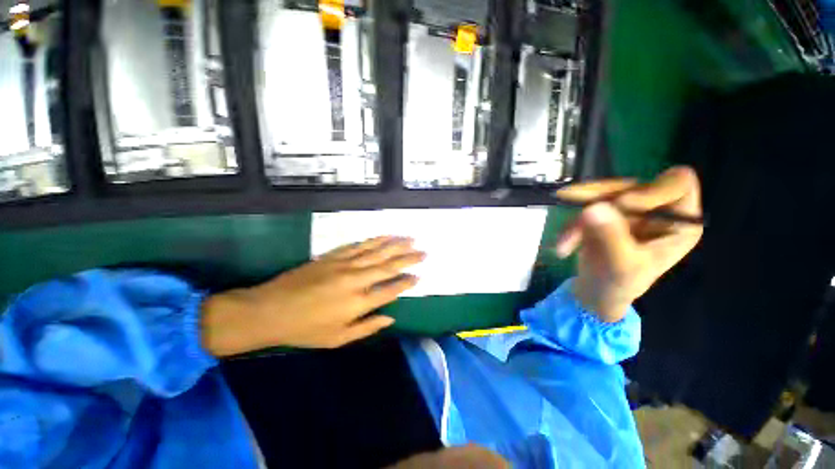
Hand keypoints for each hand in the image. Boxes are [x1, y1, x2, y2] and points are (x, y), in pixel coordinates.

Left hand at [201, 236, 424, 355]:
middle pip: (388, 266)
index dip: (406, 282)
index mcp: (358, 303)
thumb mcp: (338, 339)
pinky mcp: (334, 256)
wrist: (270, 310)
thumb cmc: (305, 329)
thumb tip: (391, 317)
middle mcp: (356, 280)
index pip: (390, 290)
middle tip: (424, 252)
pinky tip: (385, 235)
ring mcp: (345, 264)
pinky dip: (375, 240)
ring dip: (396, 245)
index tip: (419, 276)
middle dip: (409, 259)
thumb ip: (368, 327)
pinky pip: (360, 245)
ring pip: (377, 251)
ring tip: (411, 239)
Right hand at [554, 166, 702, 321]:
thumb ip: (611, 237)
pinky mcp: (602, 213)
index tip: (623, 204)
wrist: (596, 292)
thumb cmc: (620, 285)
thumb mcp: (621, 265)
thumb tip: (592, 208)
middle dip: (600, 203)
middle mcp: (655, 209)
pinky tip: (563, 246)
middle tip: (580, 217)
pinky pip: (582, 207)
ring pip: (600, 194)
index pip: (678, 183)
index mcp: (678, 221)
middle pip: (629, 185)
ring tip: (564, 243)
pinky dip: (569, 225)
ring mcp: (625, 210)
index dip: (651, 189)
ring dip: (578, 218)